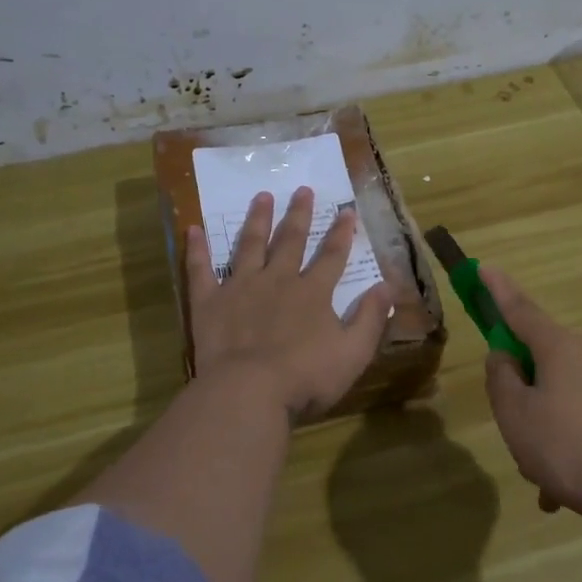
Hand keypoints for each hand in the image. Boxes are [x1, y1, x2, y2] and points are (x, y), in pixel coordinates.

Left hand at [186, 186, 393, 420]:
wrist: (249, 391)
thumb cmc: (306, 377)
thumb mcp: (353, 352)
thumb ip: (371, 318)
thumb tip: (388, 286)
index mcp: (313, 293)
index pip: (332, 256)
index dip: (341, 233)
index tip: (346, 210)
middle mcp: (278, 280)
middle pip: (291, 241)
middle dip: (299, 215)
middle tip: (302, 189)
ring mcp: (241, 287)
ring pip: (250, 245)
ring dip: (257, 220)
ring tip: (262, 196)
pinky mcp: (209, 302)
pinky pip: (201, 270)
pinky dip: (197, 249)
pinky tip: (193, 229)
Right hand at [481, 266, 581, 526]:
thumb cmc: (568, 448)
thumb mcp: (516, 415)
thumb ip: (500, 378)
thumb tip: (505, 357)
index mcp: (559, 346)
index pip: (519, 309)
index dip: (497, 290)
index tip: (483, 267)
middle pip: (538, 360)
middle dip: (520, 394)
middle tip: (514, 433)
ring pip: (557, 397)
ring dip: (541, 429)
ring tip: (541, 477)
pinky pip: (579, 420)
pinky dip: (564, 446)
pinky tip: (559, 493)